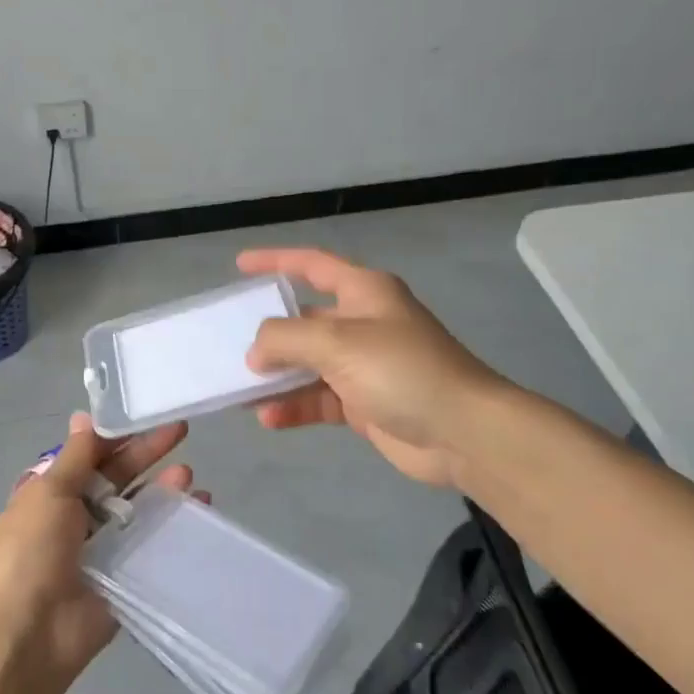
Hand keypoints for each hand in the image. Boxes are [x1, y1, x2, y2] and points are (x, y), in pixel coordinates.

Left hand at [0, 411, 206, 684]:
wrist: (30, 633)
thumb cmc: (32, 552)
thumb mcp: (49, 492)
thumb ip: (76, 457)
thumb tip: (83, 415)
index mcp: (50, 494)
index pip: (89, 455)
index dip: (117, 435)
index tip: (148, 414)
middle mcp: (75, 517)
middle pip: (116, 477)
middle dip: (146, 454)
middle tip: (182, 430)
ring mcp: (101, 548)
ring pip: (137, 509)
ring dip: (162, 488)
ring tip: (188, 474)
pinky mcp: (124, 576)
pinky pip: (151, 544)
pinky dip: (173, 526)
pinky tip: (199, 509)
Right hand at [239, 246, 505, 489]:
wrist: (463, 432)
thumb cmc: (401, 370)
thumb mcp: (336, 342)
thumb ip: (286, 338)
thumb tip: (256, 351)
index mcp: (364, 292)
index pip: (312, 265)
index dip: (275, 261)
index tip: (240, 265)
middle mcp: (363, 323)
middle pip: (305, 320)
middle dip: (270, 334)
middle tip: (229, 344)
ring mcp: (364, 365)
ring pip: (308, 364)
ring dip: (277, 377)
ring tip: (240, 390)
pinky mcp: (365, 403)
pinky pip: (319, 399)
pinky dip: (295, 407)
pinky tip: (269, 418)